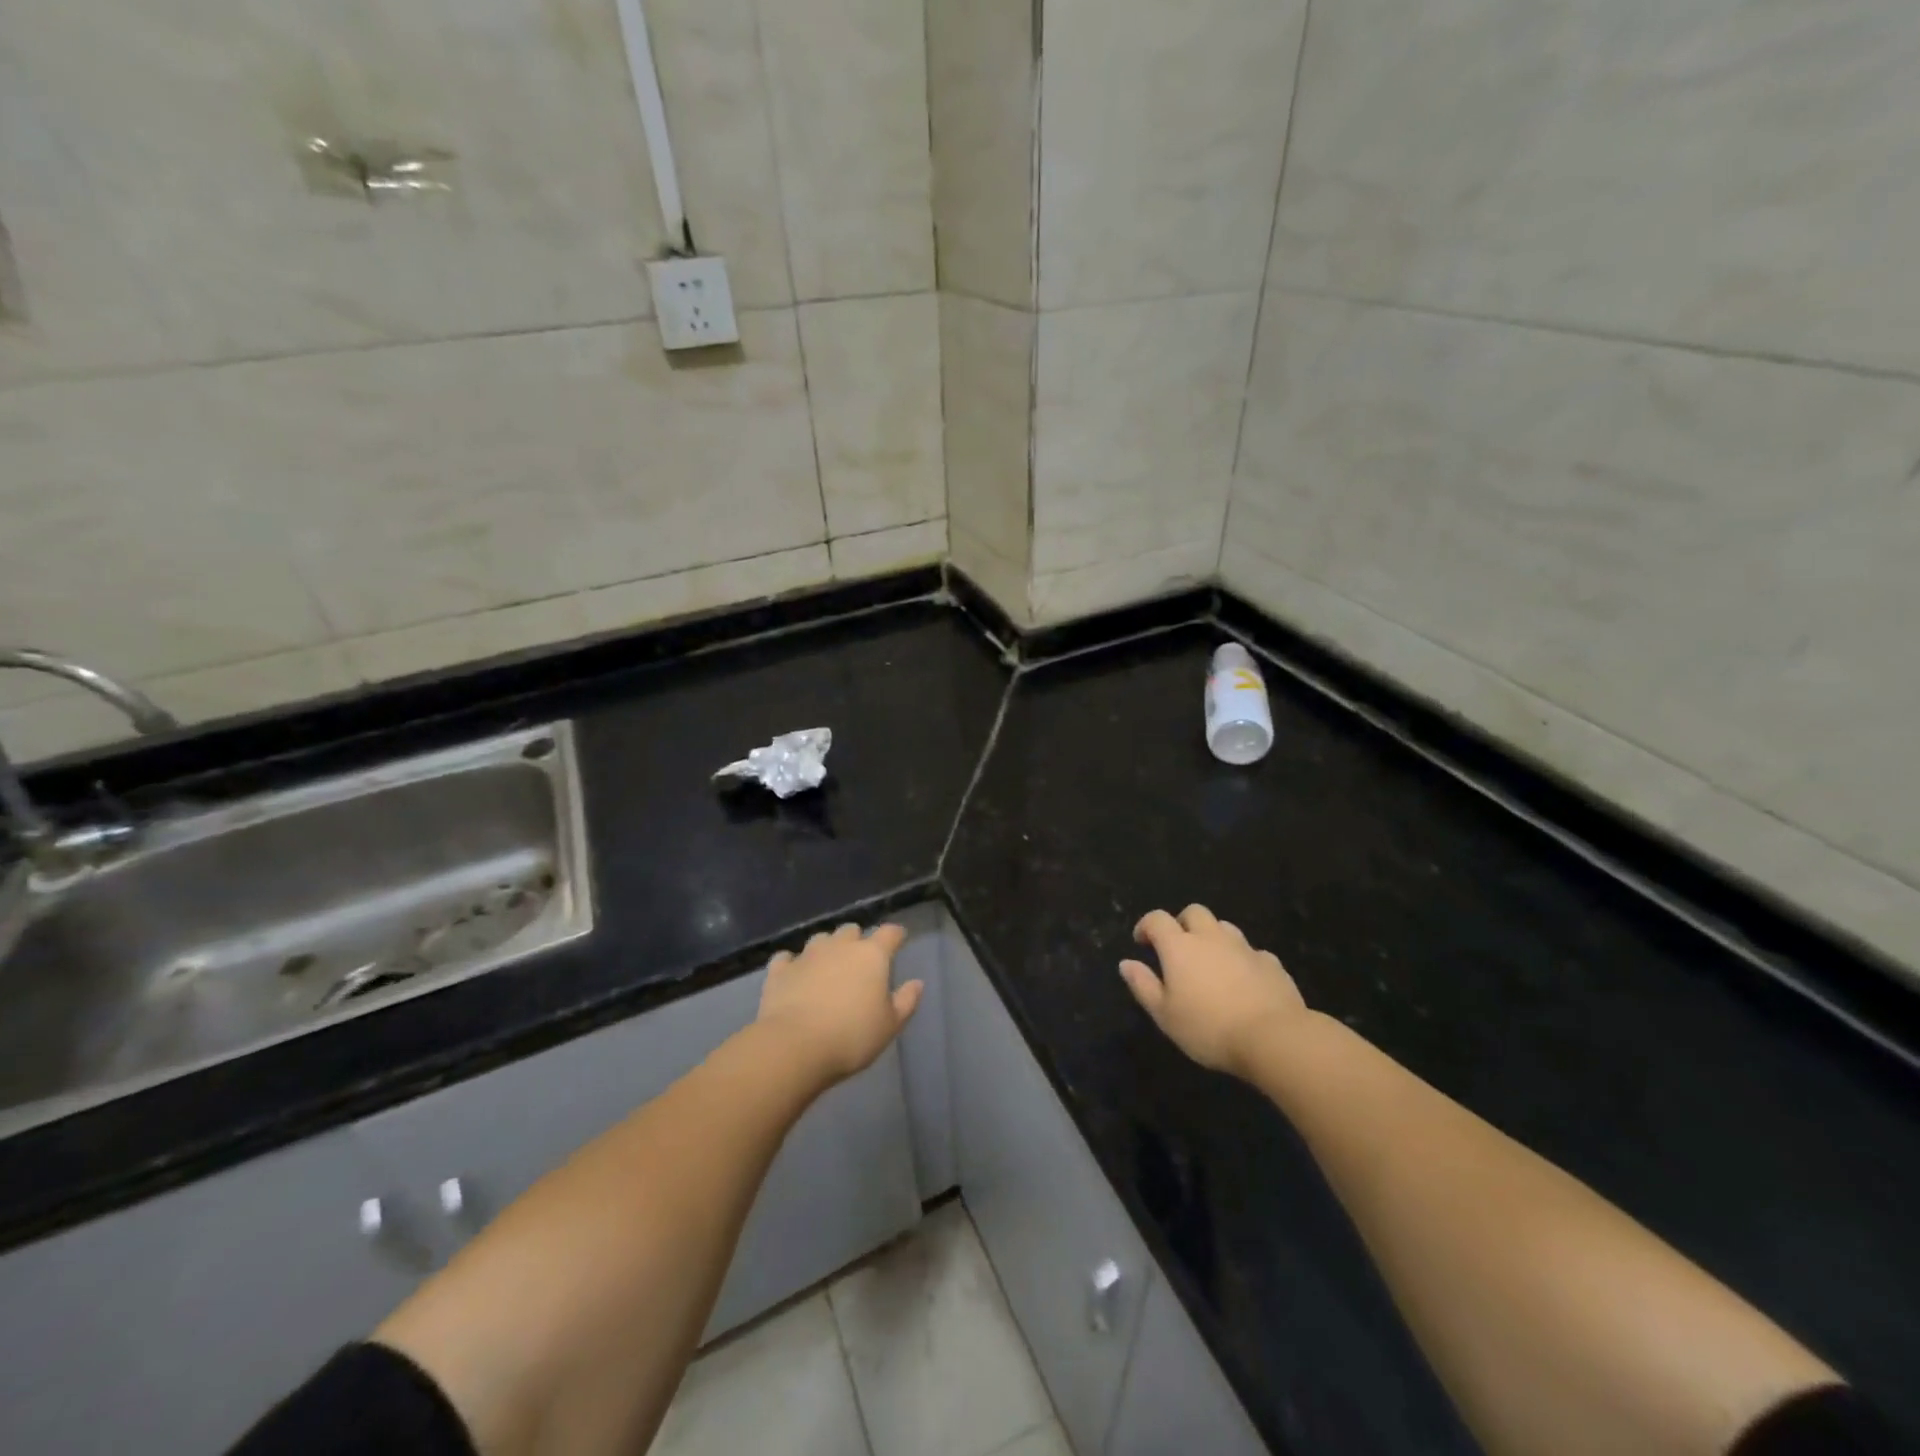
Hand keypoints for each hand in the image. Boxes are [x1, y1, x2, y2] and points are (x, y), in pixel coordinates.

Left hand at [757, 922, 922, 1083]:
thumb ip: (906, 1001)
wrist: (794, 1046)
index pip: (889, 933)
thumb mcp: (890, 1026)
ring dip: (826, 949)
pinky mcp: (780, 970)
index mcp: (871, 955)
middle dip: (857, 940)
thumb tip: (917, 983)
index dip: (895, 935)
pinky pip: (787, 958)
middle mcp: (839, 946)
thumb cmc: (852, 1036)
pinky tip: (793, 976)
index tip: (898, 941)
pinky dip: (792, 964)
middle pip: (851, 930)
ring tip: (827, 968)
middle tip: (859, 961)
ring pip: (820, 939)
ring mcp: (807, 955)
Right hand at [1120, 905, 1307, 1076]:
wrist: (1273, 1037)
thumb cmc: (1209, 1028)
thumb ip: (1143, 985)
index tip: (1142, 943)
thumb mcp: (1164, 1015)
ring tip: (1210, 963)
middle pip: (1193, 912)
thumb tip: (1126, 963)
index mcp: (1179, 947)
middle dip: (1182, 923)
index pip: (1157, 919)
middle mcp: (1211, 938)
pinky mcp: (1271, 963)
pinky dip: (1242, 959)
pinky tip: (1244, 981)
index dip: (1146, 926)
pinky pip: (1252, 952)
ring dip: (1213, 937)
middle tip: (1178, 948)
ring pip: (1224, 927)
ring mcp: (1244, 948)